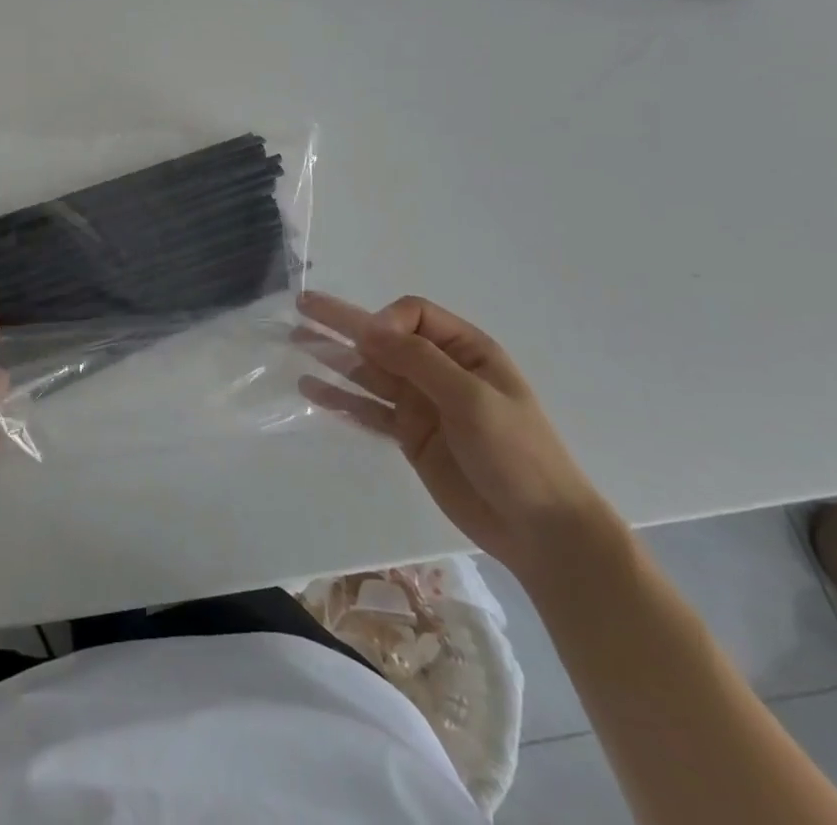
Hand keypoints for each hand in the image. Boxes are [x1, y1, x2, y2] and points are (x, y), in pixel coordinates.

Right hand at [296, 291, 615, 581]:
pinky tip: (311, 389)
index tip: (371, 343)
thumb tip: (367, 328)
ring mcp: (422, 403)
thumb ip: (418, 361)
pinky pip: (369, 409)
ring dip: (334, 356)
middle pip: (384, 338)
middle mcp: (439, 369)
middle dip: (344, 322)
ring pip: (370, 371)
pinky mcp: (410, 436)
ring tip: (295, 342)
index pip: (412, 316)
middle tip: (302, 306)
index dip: (385, 322)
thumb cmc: (517, 454)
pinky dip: (341, 398)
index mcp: (465, 350)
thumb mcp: (471, 399)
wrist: (540, 531)